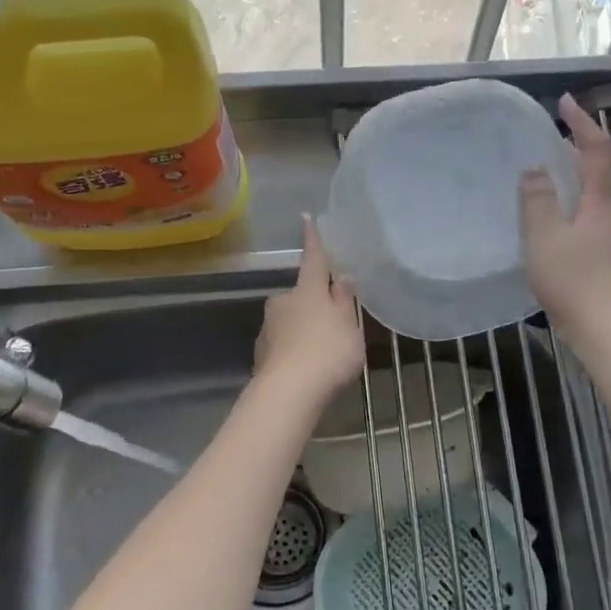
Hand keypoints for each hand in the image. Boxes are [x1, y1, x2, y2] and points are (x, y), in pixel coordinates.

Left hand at [255, 217, 365, 401]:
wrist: (290, 392)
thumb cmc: (328, 352)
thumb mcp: (349, 325)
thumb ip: (344, 301)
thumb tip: (342, 276)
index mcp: (308, 290)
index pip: (313, 259)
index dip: (312, 240)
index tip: (305, 218)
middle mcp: (283, 302)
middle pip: (300, 295)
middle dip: (312, 303)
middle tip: (332, 323)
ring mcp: (268, 327)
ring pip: (290, 321)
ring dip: (303, 330)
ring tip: (321, 353)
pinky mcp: (261, 353)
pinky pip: (282, 345)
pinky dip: (293, 351)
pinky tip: (305, 369)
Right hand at [521, 94, 610, 343]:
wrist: (603, 328)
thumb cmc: (573, 279)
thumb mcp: (544, 236)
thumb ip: (538, 200)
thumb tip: (535, 168)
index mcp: (600, 202)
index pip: (597, 150)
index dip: (582, 123)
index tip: (564, 102)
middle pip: (598, 171)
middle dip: (574, 149)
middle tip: (545, 139)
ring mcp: (610, 237)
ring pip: (592, 196)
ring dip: (571, 178)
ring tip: (541, 176)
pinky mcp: (604, 257)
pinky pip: (586, 218)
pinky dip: (569, 205)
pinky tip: (548, 221)